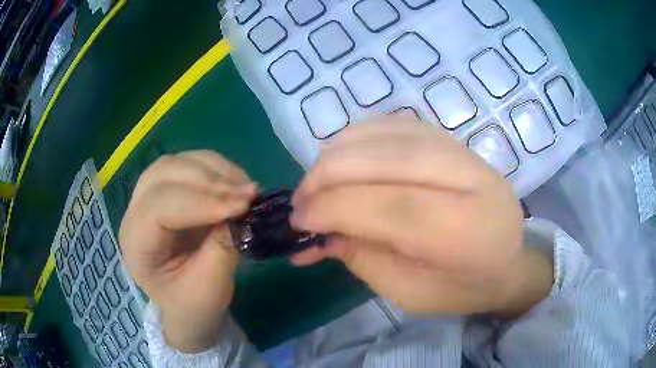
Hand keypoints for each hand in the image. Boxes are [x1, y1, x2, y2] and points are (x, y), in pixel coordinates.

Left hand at [119, 151, 256, 351]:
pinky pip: (192, 165)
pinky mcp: (171, 190)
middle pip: (164, 174)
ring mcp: (152, 196)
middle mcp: (136, 212)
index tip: (242, 206)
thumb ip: (222, 249)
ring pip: (178, 163)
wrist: (187, 304)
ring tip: (247, 189)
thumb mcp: (210, 288)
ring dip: (215, 171)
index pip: (158, 207)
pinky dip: (218, 169)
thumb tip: (240, 211)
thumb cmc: (193, 303)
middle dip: (209, 180)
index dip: (200, 201)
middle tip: (248, 195)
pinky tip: (237, 184)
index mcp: (136, 243)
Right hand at [290, 119, 551, 316]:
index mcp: (468, 233)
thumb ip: (363, 257)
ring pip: (389, 133)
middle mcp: (471, 180)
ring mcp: (464, 152)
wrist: (509, 260)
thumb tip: (315, 230)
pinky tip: (343, 158)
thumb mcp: (410, 292)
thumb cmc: (463, 288)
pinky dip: (360, 137)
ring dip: (339, 152)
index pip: (390, 206)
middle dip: (328, 174)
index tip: (299, 219)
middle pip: (387, 160)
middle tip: (300, 199)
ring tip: (317, 181)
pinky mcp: (453, 140)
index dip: (334, 207)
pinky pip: (396, 125)